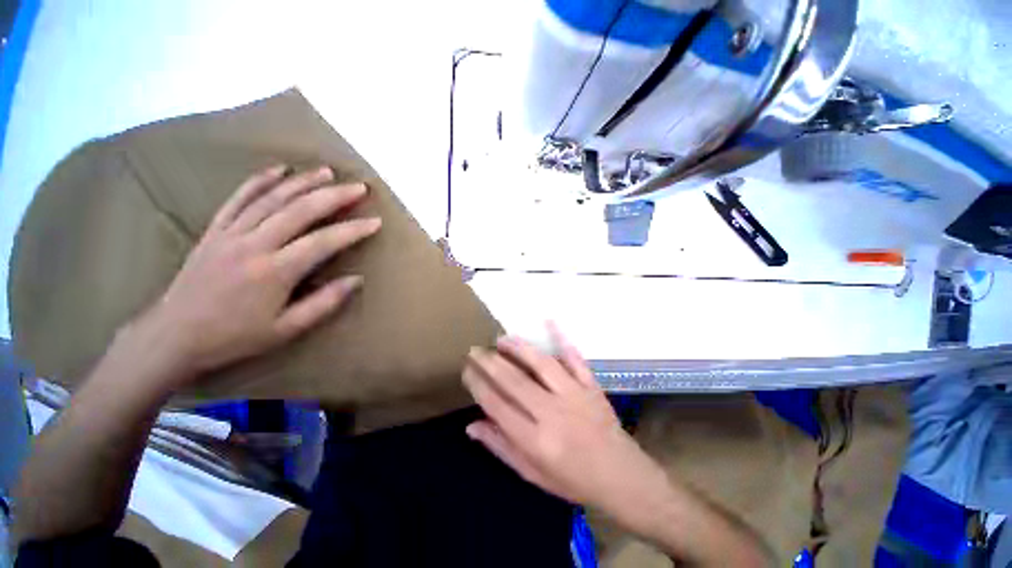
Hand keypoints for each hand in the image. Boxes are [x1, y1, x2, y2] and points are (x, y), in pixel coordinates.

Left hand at [135, 164, 380, 381]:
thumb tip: (356, 280)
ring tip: (327, 172)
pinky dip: (260, 180)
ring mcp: (230, 234)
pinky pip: (238, 198)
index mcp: (274, 272)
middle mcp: (253, 245)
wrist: (172, 336)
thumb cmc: (234, 337)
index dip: (353, 230)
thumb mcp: (286, 330)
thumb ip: (324, 303)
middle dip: (333, 196)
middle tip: (358, 188)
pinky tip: (279, 169)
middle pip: (299, 211)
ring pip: (271, 198)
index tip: (375, 221)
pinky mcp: (214, 230)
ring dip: (303, 182)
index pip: (323, 242)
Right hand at [462, 327, 671, 515]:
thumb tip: (471, 424)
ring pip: (542, 364)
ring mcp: (575, 395)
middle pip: (515, 381)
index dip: (478, 385)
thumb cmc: (574, 480)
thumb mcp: (533, 474)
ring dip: (519, 348)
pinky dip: (562, 338)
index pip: (497, 406)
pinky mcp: (591, 385)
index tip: (466, 370)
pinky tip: (550, 321)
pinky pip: (575, 358)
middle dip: (490, 362)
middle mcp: (553, 413)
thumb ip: (502, 447)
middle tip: (475, 349)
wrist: (623, 477)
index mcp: (536, 441)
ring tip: (501, 339)